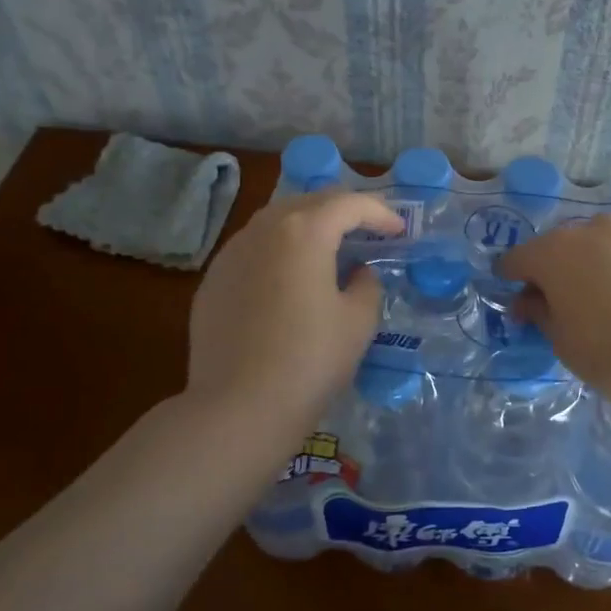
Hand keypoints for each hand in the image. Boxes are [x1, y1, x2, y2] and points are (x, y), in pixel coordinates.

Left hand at [187, 190, 401, 439]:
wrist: (238, 408)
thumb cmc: (310, 360)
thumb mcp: (358, 322)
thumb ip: (366, 285)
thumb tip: (356, 273)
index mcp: (304, 231)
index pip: (349, 205)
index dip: (380, 213)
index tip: (398, 230)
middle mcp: (262, 230)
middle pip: (308, 203)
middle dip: (342, 211)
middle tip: (366, 230)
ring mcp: (230, 254)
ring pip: (274, 223)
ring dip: (306, 227)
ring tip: (328, 249)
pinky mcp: (212, 281)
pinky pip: (252, 250)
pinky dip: (278, 251)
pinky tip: (287, 279)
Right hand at [500, 214, 610, 420]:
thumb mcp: (565, 346)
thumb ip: (540, 314)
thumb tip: (529, 300)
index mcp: (556, 253)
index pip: (518, 258)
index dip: (512, 278)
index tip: (517, 299)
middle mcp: (596, 228)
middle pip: (565, 246)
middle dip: (562, 270)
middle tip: (571, 305)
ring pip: (610, 243)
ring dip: (604, 264)